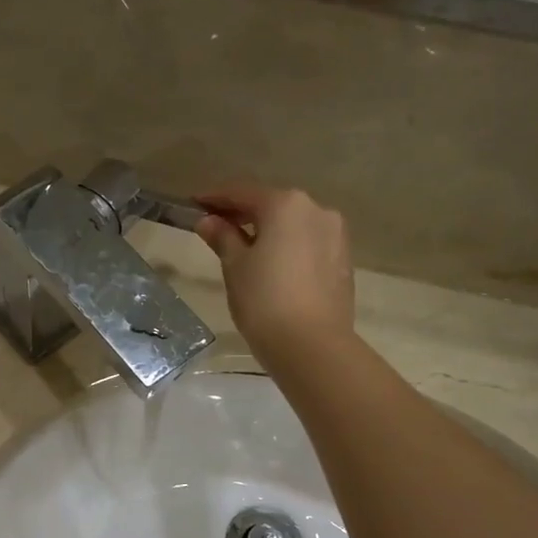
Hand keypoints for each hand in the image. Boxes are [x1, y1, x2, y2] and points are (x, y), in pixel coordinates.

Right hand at [195, 187, 355, 366]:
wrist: (312, 345)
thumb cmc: (264, 300)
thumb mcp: (235, 266)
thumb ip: (223, 237)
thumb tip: (208, 221)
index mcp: (286, 204)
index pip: (242, 193)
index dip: (215, 198)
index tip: (194, 203)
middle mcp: (316, 209)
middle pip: (271, 205)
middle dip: (243, 214)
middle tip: (216, 227)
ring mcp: (335, 234)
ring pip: (293, 224)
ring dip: (268, 230)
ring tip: (244, 248)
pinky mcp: (343, 259)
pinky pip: (307, 243)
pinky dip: (287, 247)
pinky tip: (272, 265)